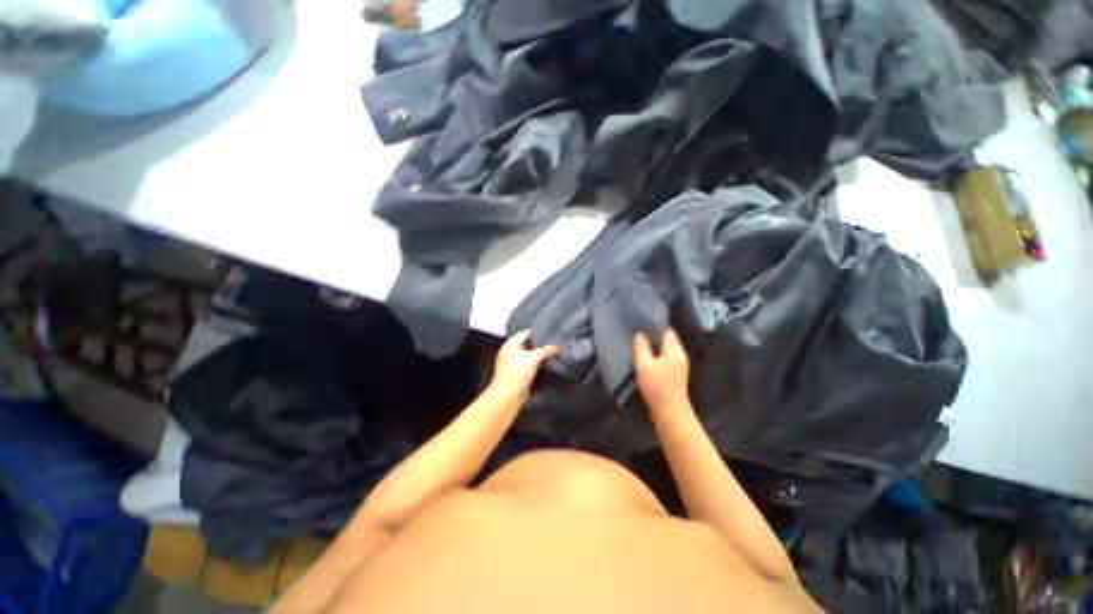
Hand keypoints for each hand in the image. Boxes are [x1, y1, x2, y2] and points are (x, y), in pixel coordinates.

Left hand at [490, 330, 558, 400]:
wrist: (508, 396)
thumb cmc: (518, 372)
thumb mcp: (534, 357)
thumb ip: (546, 350)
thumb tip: (556, 348)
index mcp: (510, 344)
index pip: (525, 333)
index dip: (537, 332)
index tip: (549, 333)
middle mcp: (509, 352)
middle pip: (527, 344)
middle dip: (539, 345)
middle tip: (553, 344)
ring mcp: (512, 364)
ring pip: (528, 356)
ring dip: (538, 356)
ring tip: (551, 354)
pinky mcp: (516, 374)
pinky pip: (528, 366)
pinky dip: (536, 365)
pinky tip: (545, 366)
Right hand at [633, 329, 690, 414]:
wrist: (670, 412)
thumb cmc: (657, 386)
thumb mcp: (644, 365)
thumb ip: (641, 347)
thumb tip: (640, 334)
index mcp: (674, 350)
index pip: (667, 331)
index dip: (655, 326)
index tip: (642, 325)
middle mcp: (680, 355)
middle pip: (668, 340)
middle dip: (654, 337)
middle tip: (638, 334)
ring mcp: (680, 366)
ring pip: (666, 350)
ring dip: (655, 348)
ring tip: (640, 346)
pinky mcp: (676, 375)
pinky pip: (666, 359)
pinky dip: (657, 357)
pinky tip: (647, 360)